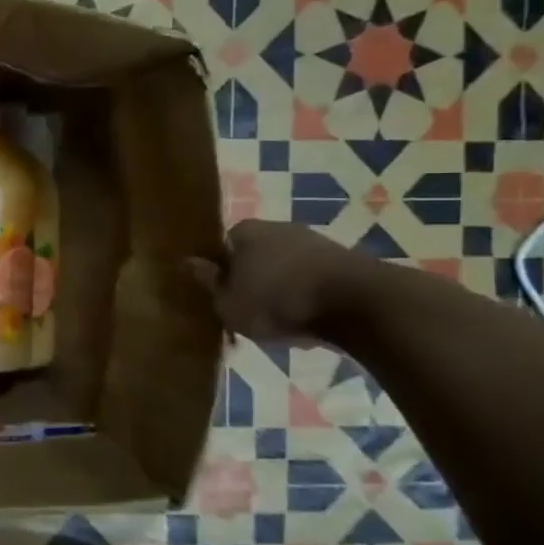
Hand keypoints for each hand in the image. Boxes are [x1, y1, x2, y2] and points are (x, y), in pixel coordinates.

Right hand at [185, 220, 374, 342]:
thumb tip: (187, 262)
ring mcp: (315, 240)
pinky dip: (309, 292)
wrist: (356, 303)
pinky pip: (314, 276)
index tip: (223, 293)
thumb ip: (210, 283)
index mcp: (245, 231)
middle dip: (253, 276)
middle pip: (256, 252)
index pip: (223, 244)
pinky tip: (308, 316)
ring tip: (281, 317)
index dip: (222, 269)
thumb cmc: (277, 302)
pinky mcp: (345, 260)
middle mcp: (278, 227)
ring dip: (283, 285)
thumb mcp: (229, 303)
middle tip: (250, 307)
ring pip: (287, 264)